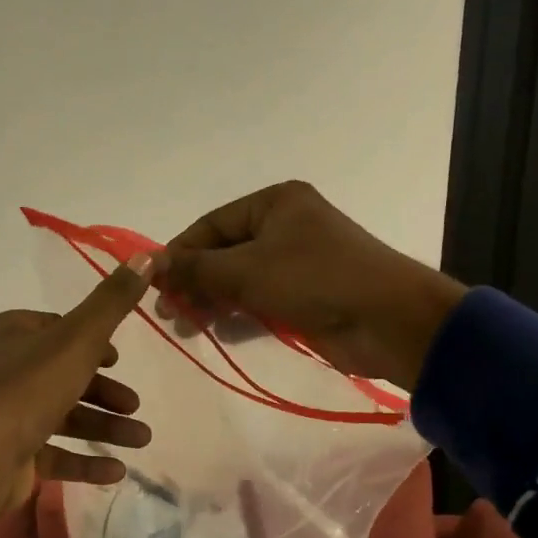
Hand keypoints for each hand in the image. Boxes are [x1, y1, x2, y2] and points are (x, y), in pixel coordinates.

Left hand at [0, 256, 156, 517]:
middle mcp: (7, 371)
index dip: (91, 342)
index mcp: (14, 335)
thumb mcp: (78, 339)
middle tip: (135, 405)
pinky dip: (86, 460)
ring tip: (141, 439)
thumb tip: (147, 254)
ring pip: (65, 416)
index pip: (58, 329)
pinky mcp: (11, 454)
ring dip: (105, 427)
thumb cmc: (29, 389)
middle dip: (105, 392)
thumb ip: (113, 302)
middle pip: (65, 375)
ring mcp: (7, 415)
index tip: (117, 358)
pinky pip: (55, 453)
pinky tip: (117, 470)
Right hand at [162, 181, 465, 388]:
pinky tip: (219, 334)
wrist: (389, 320)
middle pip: (224, 253)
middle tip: (169, 314)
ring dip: (213, 303)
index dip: (179, 254)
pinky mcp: (306, 297)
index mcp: (274, 203)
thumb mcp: (246, 270)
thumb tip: (148, 265)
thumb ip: (195, 268)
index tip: (152, 286)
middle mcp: (285, 226)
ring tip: (188, 328)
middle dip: (195, 283)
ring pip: (240, 280)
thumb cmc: (314, 280)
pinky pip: (260, 302)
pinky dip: (239, 316)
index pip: (210, 225)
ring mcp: (297, 263)